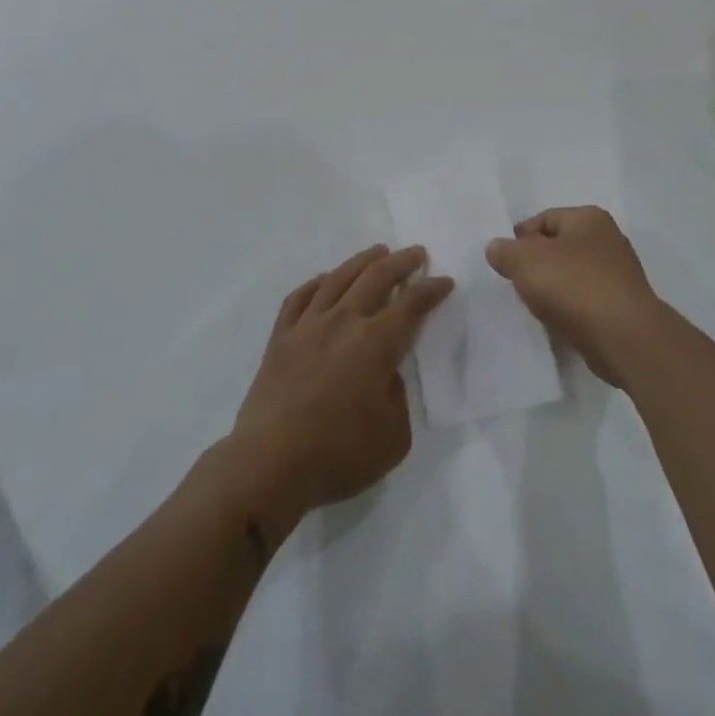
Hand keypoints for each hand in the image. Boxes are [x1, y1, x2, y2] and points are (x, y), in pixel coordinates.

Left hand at [231, 245, 451, 526]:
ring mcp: (308, 326)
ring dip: (362, 261)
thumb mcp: (393, 436)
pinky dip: (316, 282)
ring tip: (377, 252)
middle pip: (376, 277)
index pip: (412, 305)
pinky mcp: (280, 338)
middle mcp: (343, 322)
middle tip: (415, 253)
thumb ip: (397, 396)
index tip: (444, 281)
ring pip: (338, 278)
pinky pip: (300, 297)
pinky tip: (324, 280)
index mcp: (376, 343)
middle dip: (401, 262)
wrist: (269, 464)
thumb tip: (384, 373)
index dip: (431, 290)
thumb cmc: (338, 454)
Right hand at [485, 207, 667, 386]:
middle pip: (560, 245)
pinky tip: (559, 320)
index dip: (521, 237)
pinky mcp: (624, 305)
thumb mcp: (525, 261)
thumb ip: (505, 251)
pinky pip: (587, 298)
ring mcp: (620, 273)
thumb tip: (497, 248)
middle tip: (517, 282)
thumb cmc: (573, 287)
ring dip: (554, 286)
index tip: (505, 261)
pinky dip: (571, 306)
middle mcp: (609, 239)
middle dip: (537, 262)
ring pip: (574, 273)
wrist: (625, 338)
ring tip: (536, 304)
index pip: (545, 218)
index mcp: (589, 218)